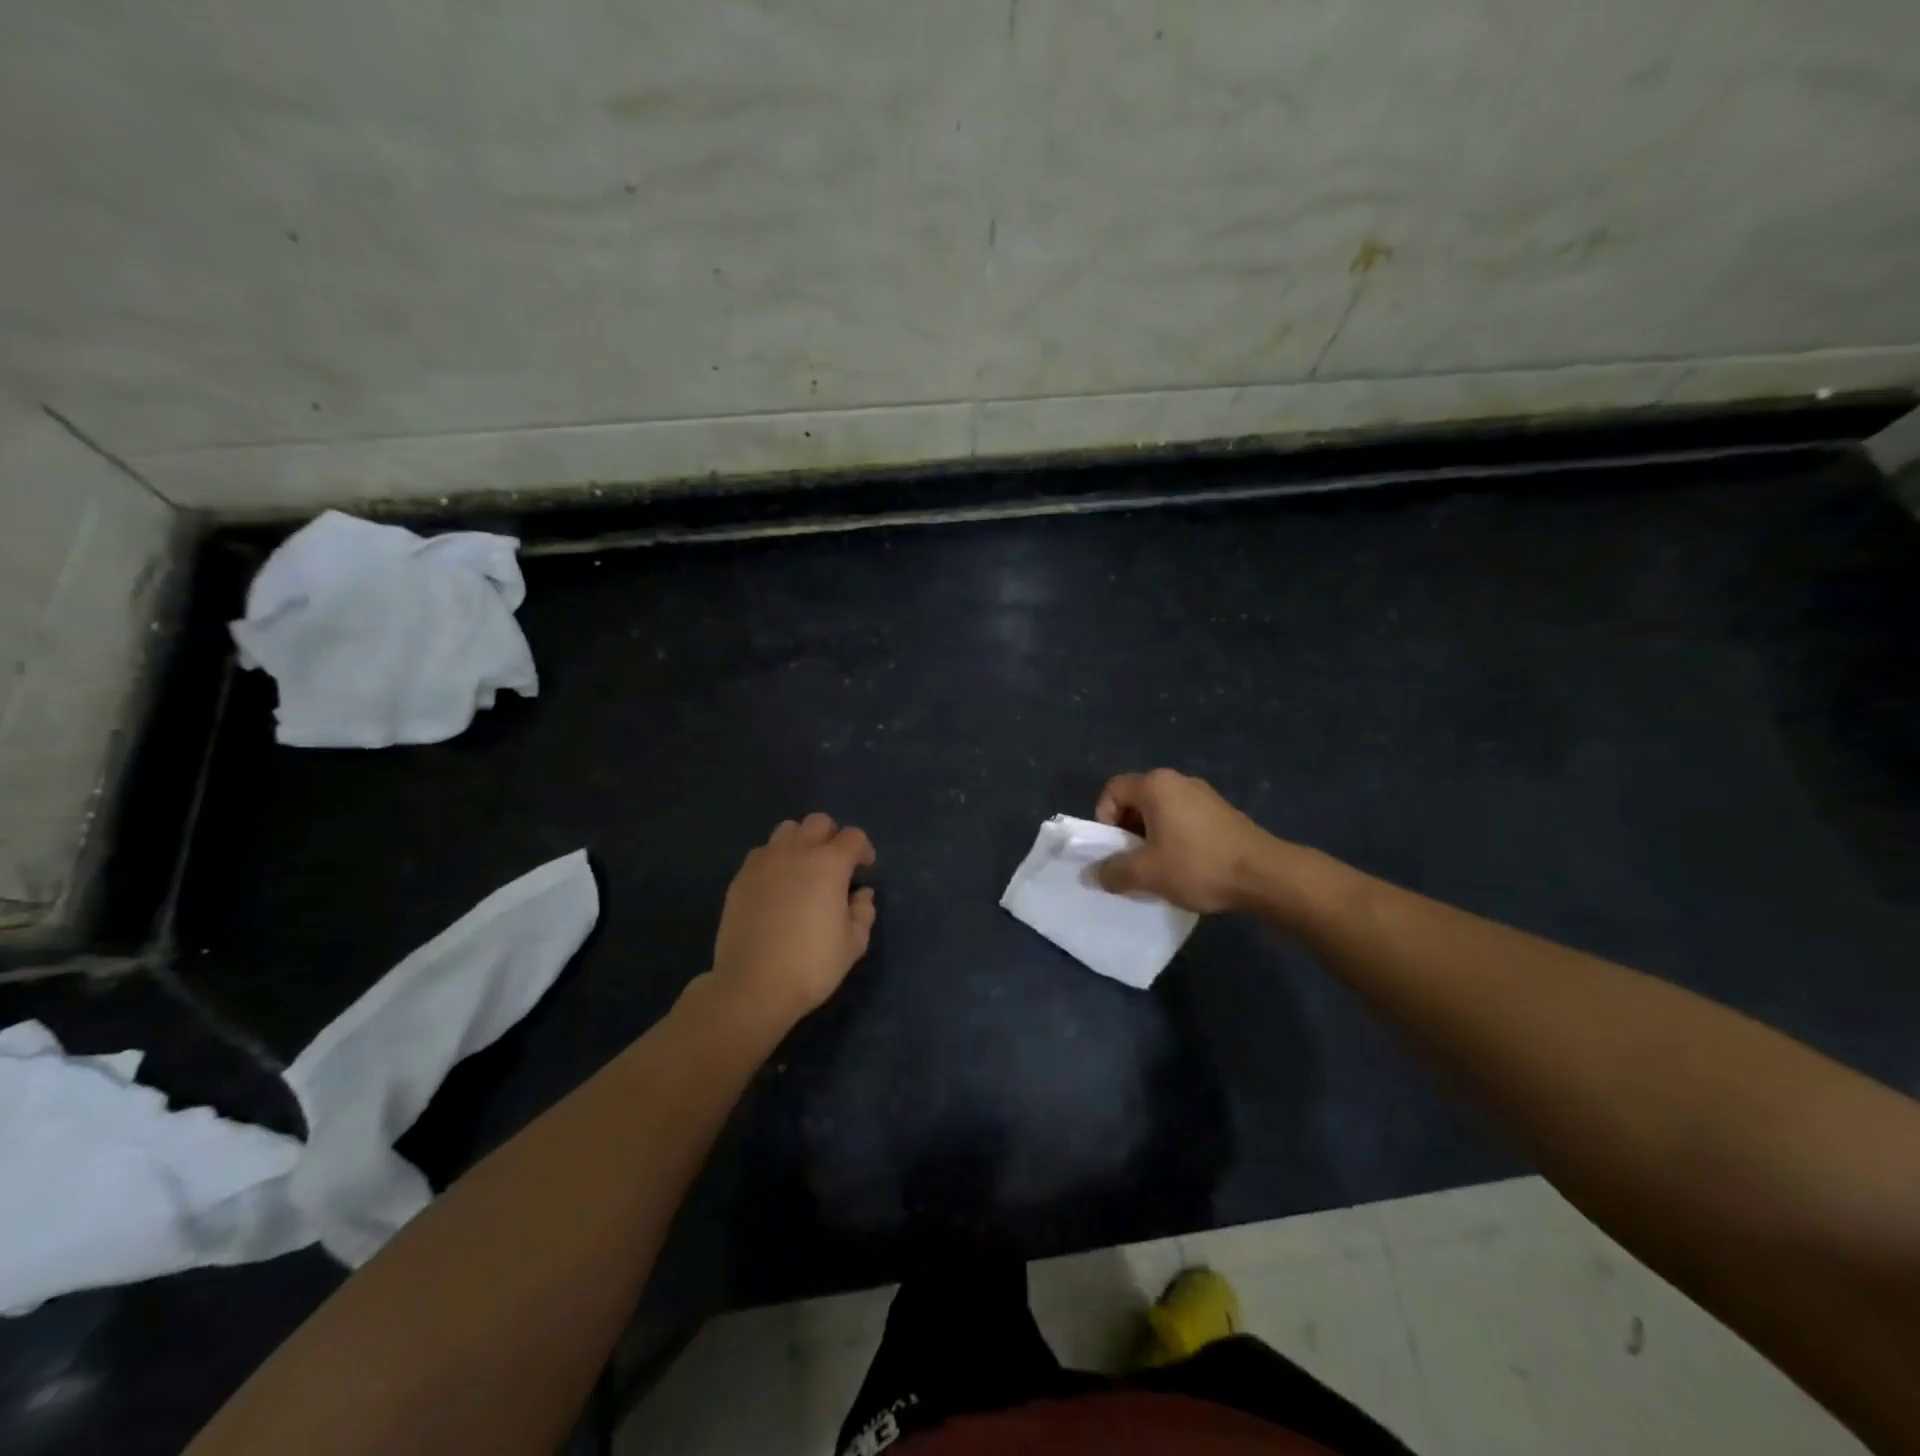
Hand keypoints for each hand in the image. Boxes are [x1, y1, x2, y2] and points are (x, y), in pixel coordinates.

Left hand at [711, 813, 876, 1025]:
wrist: (752, 985)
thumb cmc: (810, 965)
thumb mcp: (853, 944)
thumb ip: (863, 913)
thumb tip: (861, 894)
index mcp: (829, 864)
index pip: (853, 837)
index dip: (864, 850)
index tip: (864, 870)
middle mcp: (797, 852)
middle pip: (818, 822)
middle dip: (832, 836)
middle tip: (835, 865)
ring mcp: (764, 862)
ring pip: (786, 830)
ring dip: (800, 842)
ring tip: (802, 870)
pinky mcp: (740, 877)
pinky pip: (762, 853)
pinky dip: (774, 860)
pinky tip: (776, 887)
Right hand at [1093, 769, 1279, 912]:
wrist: (1264, 875)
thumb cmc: (1198, 865)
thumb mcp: (1147, 873)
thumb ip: (1113, 871)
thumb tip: (1092, 874)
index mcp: (1156, 785)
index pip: (1112, 790)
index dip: (1104, 819)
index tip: (1115, 849)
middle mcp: (1178, 781)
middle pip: (1136, 800)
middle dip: (1127, 832)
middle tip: (1133, 862)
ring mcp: (1204, 794)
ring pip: (1160, 811)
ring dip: (1150, 837)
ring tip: (1158, 868)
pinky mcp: (1221, 812)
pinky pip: (1183, 819)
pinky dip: (1174, 838)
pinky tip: (1185, 866)